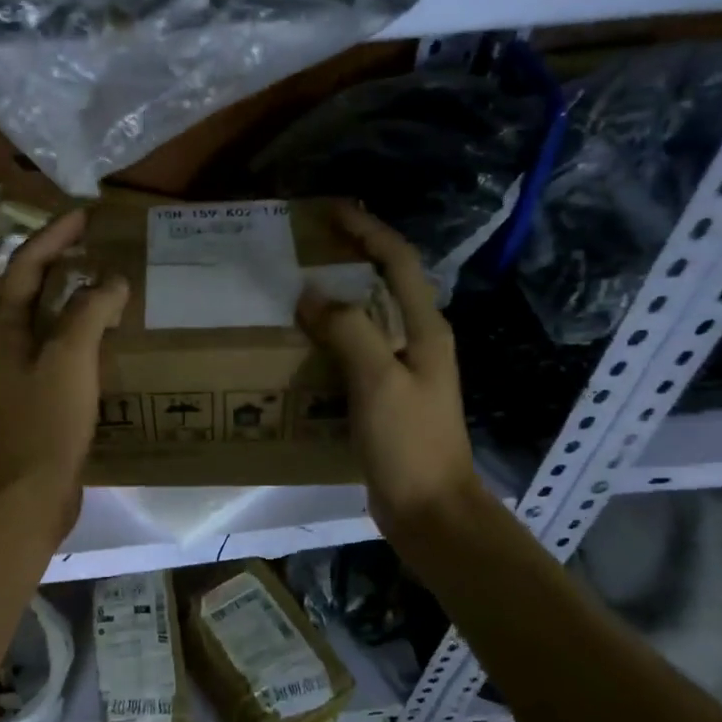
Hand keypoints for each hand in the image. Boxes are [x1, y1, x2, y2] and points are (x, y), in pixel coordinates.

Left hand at [0, 210, 128, 543]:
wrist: (26, 493)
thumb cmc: (44, 420)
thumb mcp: (69, 357)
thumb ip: (89, 311)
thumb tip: (110, 280)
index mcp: (3, 324)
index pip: (26, 263)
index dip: (55, 235)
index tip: (86, 215)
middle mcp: (5, 342)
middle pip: (33, 288)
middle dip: (64, 262)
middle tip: (102, 245)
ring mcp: (18, 372)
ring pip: (48, 321)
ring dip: (76, 298)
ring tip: (111, 284)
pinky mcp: (36, 397)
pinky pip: (61, 351)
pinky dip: (83, 334)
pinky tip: (110, 339)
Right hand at [297, 203, 479, 543]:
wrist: (429, 509)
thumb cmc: (409, 442)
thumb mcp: (379, 381)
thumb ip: (349, 331)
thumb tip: (311, 295)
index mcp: (424, 329)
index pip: (398, 261)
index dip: (367, 230)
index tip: (330, 211)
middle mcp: (416, 341)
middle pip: (383, 284)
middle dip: (349, 258)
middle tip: (303, 248)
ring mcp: (401, 371)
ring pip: (366, 319)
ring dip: (335, 299)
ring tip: (293, 289)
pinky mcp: (384, 396)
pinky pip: (354, 353)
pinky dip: (328, 339)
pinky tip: (300, 345)